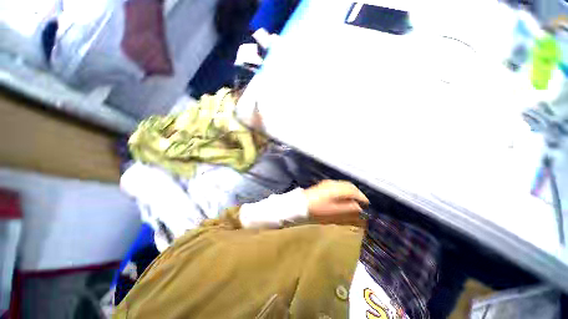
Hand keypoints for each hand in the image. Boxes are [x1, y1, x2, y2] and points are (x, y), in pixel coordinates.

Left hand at [303, 180, 368, 224]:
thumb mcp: (335, 212)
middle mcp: (333, 183)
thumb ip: (348, 209)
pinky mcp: (323, 185)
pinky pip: (337, 186)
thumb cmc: (318, 210)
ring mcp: (327, 183)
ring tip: (353, 200)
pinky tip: (342, 197)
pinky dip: (343, 190)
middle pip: (349, 186)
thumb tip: (358, 207)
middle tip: (361, 201)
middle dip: (357, 193)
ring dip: (350, 191)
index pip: (353, 190)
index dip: (362, 197)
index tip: (367, 204)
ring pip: (343, 185)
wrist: (300, 205)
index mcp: (337, 189)